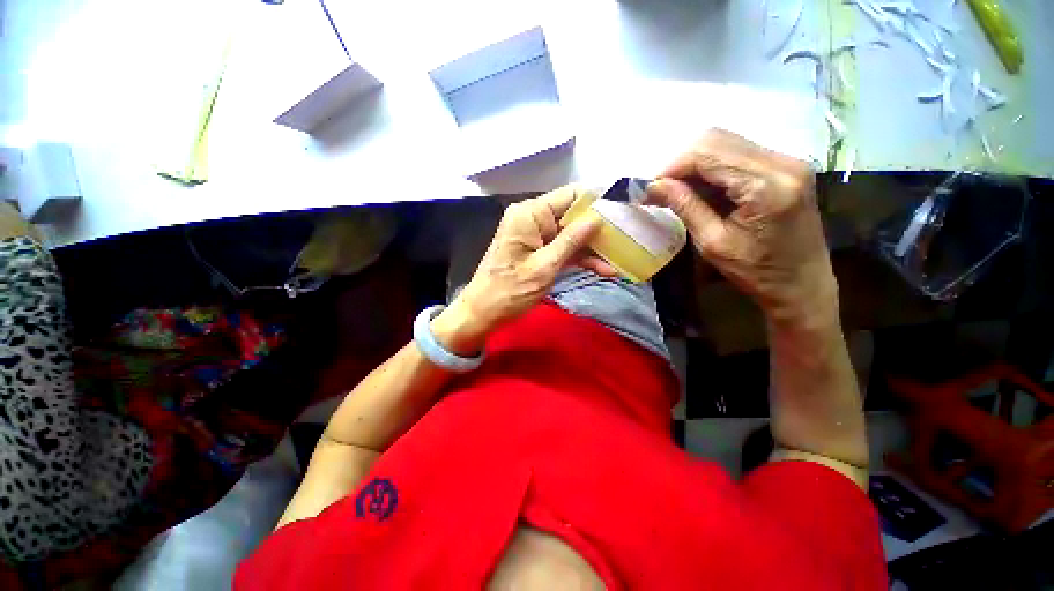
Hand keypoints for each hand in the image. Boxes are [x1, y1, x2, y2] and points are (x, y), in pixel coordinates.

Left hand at [432, 185, 615, 353]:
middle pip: (573, 215)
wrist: (483, 313)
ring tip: (619, 260)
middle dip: (598, 229)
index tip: (622, 211)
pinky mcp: (539, 252)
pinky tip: (603, 269)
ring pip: (571, 235)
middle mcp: (533, 219)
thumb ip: (571, 241)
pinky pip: (563, 249)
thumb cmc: (509, 291)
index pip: (570, 195)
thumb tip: (597, 218)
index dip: (596, 201)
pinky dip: (580, 258)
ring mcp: (536, 236)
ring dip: (592, 248)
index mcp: (530, 214)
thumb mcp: (544, 267)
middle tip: (627, 239)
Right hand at [646, 129, 836, 324]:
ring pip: (726, 142)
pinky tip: (700, 189)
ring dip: (694, 164)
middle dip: (681, 162)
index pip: (708, 153)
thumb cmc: (756, 272)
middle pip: (717, 139)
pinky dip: (711, 167)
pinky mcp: (785, 166)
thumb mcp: (712, 243)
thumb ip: (685, 207)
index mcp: (767, 185)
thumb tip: (654, 186)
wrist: (802, 284)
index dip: (672, 166)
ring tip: (677, 190)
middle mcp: (783, 161)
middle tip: (661, 189)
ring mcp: (788, 160)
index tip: (649, 188)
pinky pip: (738, 153)